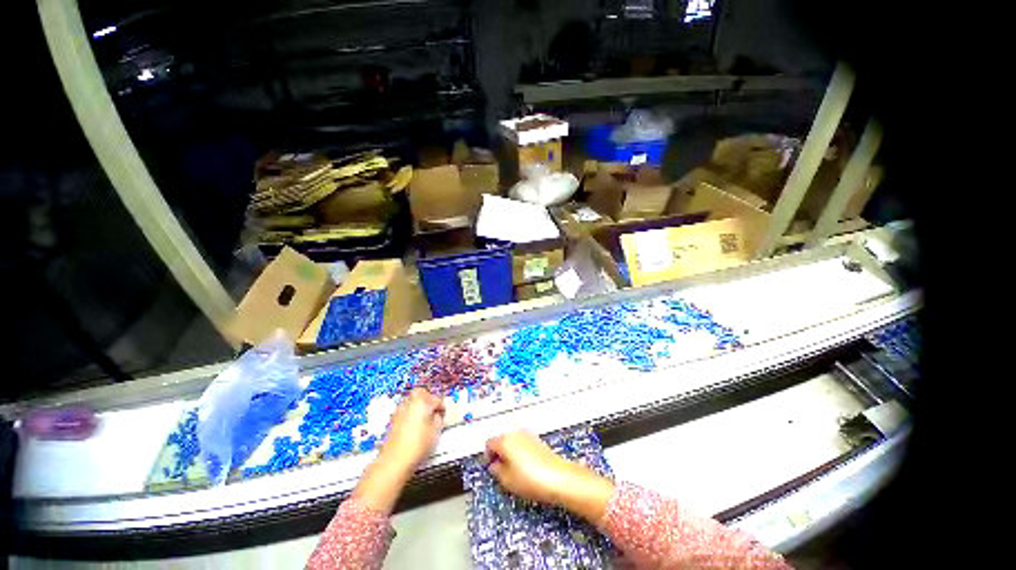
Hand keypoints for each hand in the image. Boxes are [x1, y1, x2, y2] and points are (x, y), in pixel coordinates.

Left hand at [352, 388, 444, 514]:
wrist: (394, 461)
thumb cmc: (417, 445)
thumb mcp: (435, 432)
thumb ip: (439, 420)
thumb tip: (438, 416)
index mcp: (422, 402)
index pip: (436, 399)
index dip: (442, 406)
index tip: (444, 413)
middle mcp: (409, 403)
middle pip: (421, 392)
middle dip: (429, 398)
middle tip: (434, 408)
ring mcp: (399, 411)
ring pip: (411, 399)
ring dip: (419, 404)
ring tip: (425, 416)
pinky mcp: (393, 420)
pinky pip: (405, 409)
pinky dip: (411, 412)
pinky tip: (416, 424)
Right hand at [484, 430, 614, 522]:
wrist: (558, 477)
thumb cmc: (529, 479)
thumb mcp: (507, 480)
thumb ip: (496, 470)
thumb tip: (494, 465)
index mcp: (505, 440)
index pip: (489, 443)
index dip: (488, 456)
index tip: (491, 468)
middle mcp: (515, 433)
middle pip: (501, 440)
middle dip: (499, 453)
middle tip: (501, 470)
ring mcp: (527, 435)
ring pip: (513, 441)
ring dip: (510, 452)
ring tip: (514, 470)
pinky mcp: (538, 440)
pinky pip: (523, 443)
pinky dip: (520, 452)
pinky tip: (526, 466)